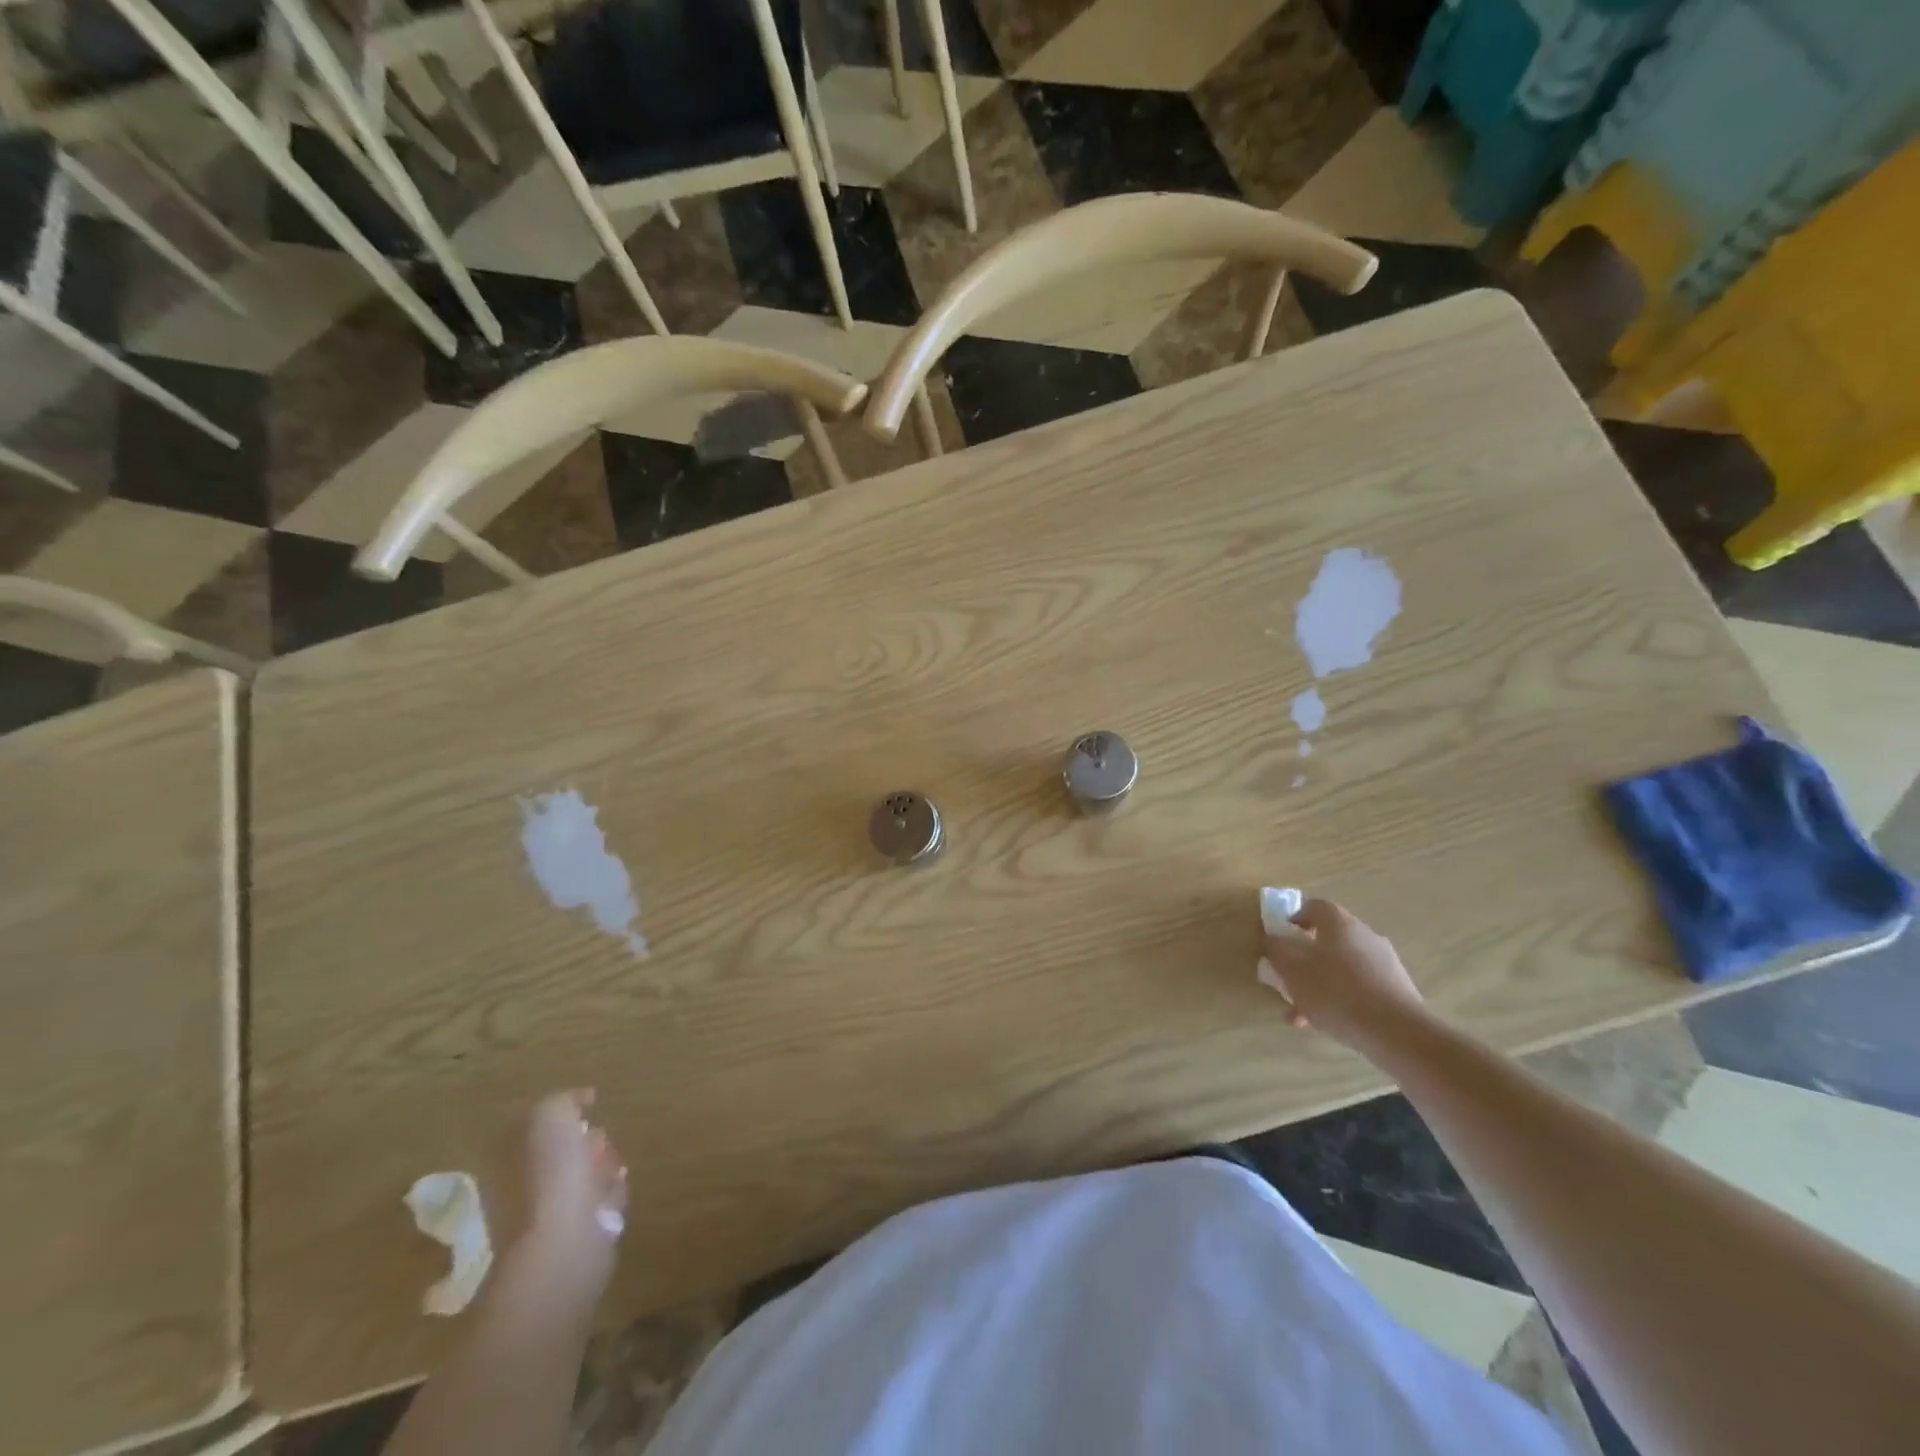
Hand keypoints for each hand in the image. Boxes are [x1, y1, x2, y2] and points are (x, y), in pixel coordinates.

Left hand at [521, 1089, 627, 1291]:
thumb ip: (560, 1101)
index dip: (563, 1113)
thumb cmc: (550, 1175)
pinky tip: (614, 1193)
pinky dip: (611, 1193)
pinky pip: (600, 1201)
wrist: (562, 1243)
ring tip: (611, 1169)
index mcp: (507, 1159)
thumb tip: (577, 1102)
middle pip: (563, 1150)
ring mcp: (546, 1214)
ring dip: (604, 1165)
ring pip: (585, 1174)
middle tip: (598, 1141)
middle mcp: (521, 1186)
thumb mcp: (549, 1116)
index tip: (589, 1106)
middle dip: (589, 1140)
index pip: (534, 1126)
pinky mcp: (576, 1234)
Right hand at [1259, 898, 1426, 1049]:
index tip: (1280, 936)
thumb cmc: (1337, 993)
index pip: (1314, 906)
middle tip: (1287, 977)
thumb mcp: (1293, 971)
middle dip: (1304, 958)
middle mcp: (1364, 935)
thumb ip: (1278, 951)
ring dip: (1318, 983)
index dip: (1293, 917)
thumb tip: (1273, 939)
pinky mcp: (1395, 989)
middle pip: (1327, 939)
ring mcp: (1384, 962)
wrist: (1398, 1033)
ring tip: (1300, 1012)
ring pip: (1340, 967)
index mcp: (1339, 923)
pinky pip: (1358, 986)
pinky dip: (1339, 998)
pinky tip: (1325, 1024)